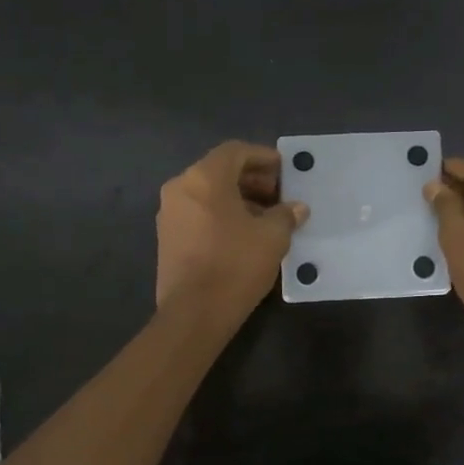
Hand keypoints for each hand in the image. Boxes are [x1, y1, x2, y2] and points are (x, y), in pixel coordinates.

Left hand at [156, 142, 307, 319]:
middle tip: (279, 195)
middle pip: (220, 171)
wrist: (194, 313)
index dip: (263, 157)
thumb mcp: (273, 237)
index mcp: (204, 178)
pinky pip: (199, 213)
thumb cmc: (236, 264)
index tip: (284, 170)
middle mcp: (181, 188)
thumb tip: (296, 208)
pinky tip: (245, 234)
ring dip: (238, 199)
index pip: (236, 151)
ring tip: (266, 217)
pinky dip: (222, 215)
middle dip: (252, 179)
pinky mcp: (168, 238)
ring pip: (208, 193)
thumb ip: (286, 215)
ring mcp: (169, 214)